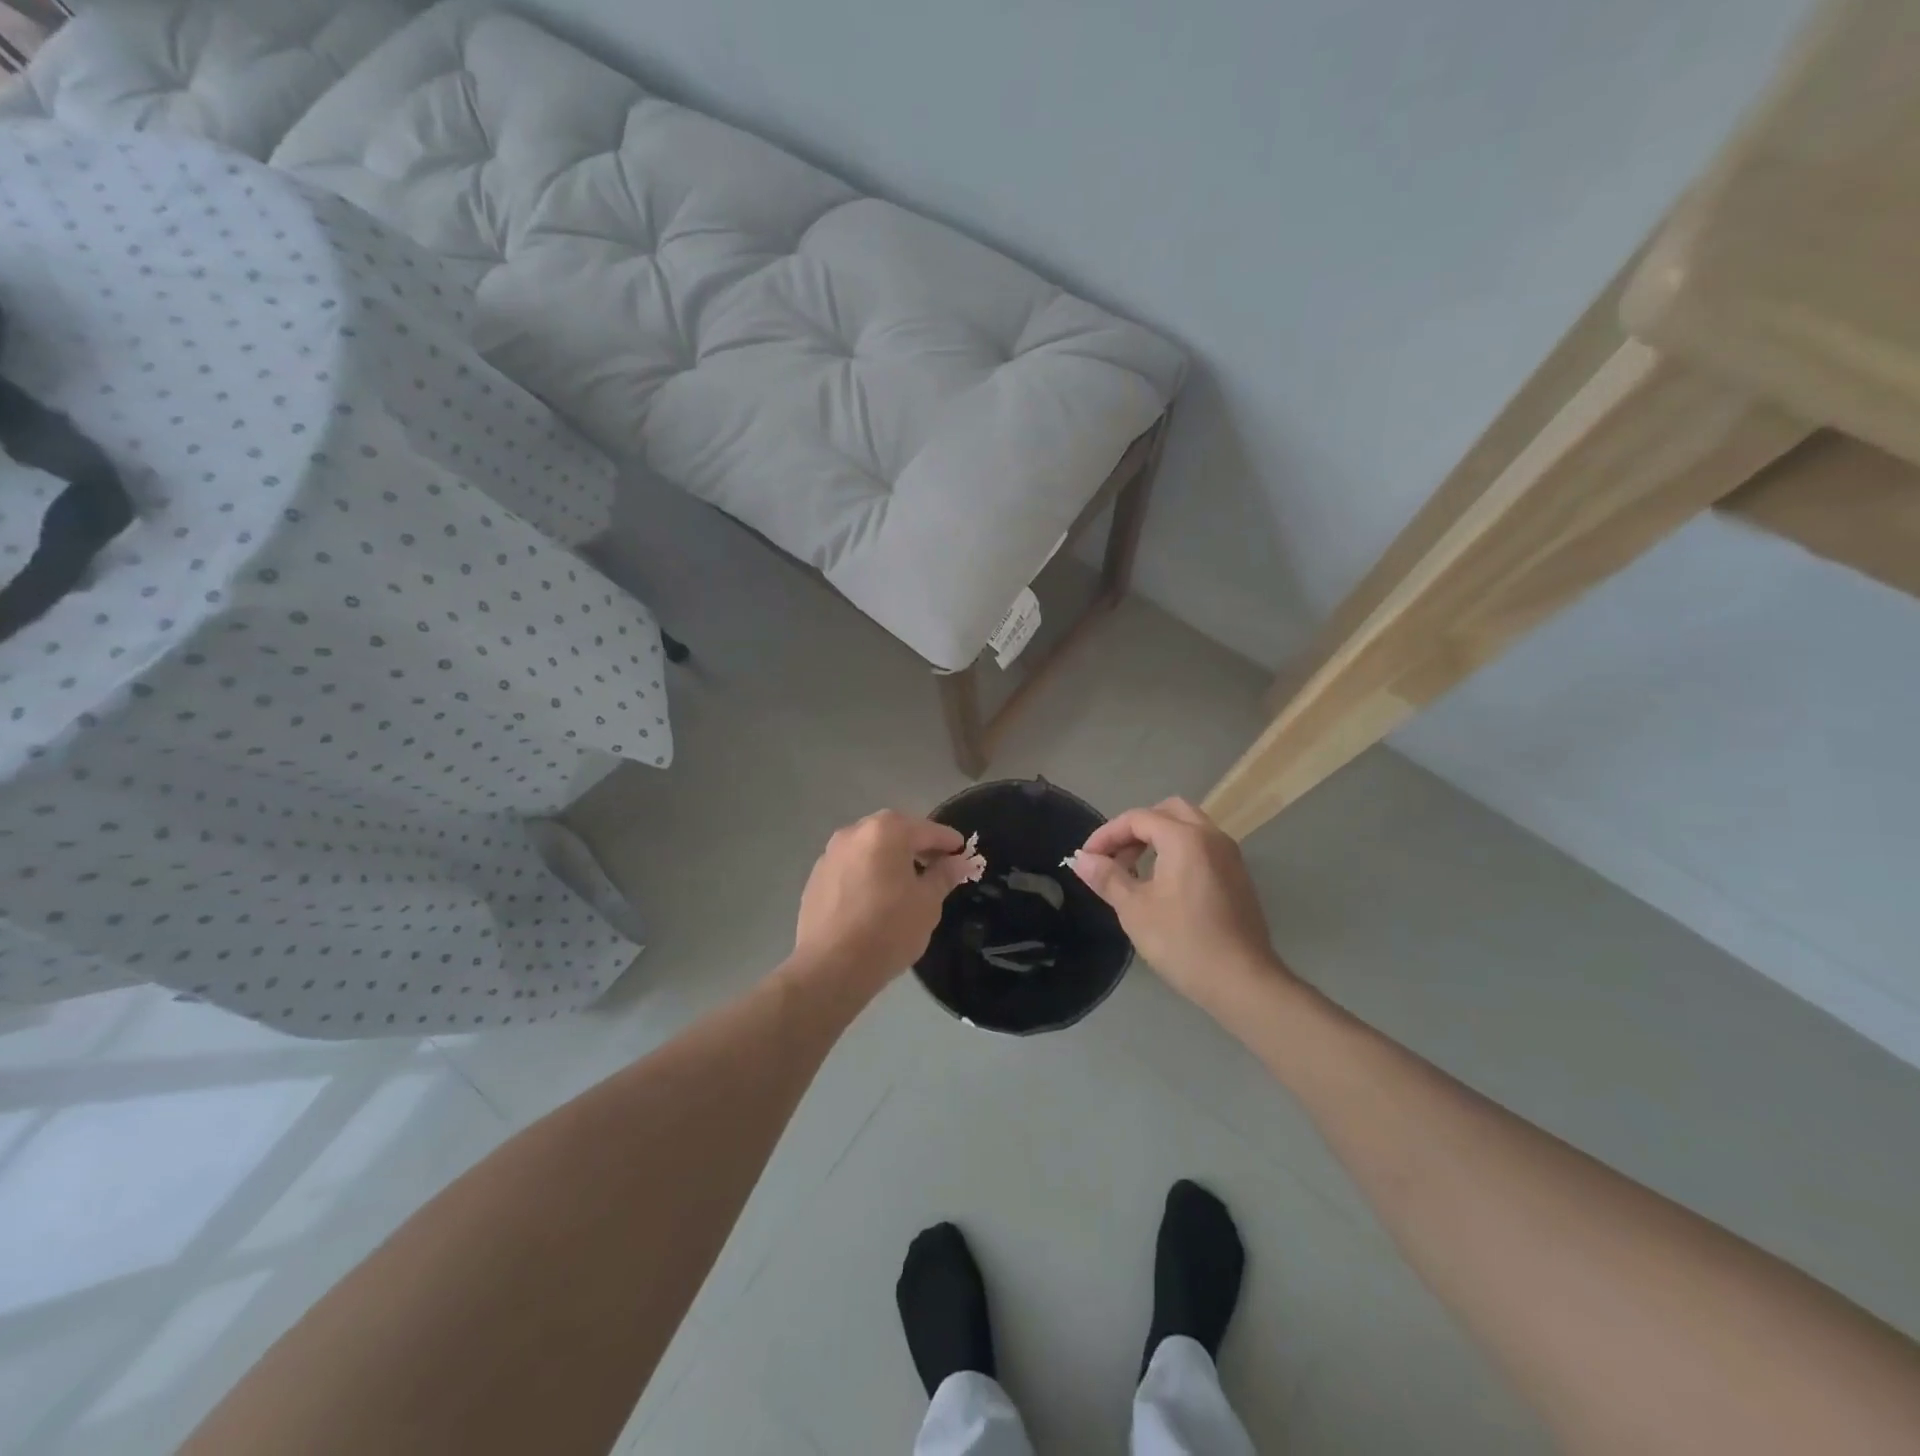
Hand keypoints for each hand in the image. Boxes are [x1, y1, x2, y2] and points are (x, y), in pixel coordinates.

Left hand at [792, 810, 976, 992]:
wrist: (830, 967)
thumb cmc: (888, 930)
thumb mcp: (927, 903)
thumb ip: (944, 875)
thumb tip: (958, 861)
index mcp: (886, 831)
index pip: (928, 830)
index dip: (949, 842)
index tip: (963, 853)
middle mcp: (854, 832)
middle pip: (895, 832)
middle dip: (918, 845)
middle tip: (937, 866)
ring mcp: (830, 853)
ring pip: (870, 848)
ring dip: (891, 858)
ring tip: (906, 883)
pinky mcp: (816, 877)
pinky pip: (852, 866)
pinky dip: (868, 872)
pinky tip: (876, 897)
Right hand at [1068, 798, 1289, 1014]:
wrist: (1242, 982)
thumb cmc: (1183, 942)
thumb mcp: (1135, 909)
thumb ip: (1107, 877)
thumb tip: (1081, 859)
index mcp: (1185, 838)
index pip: (1138, 818)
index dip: (1107, 834)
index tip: (1087, 858)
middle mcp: (1211, 836)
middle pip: (1167, 812)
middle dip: (1135, 828)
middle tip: (1115, 856)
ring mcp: (1230, 856)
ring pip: (1188, 828)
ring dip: (1157, 839)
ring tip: (1135, 870)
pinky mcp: (1238, 877)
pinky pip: (1202, 847)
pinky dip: (1178, 851)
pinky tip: (1163, 885)